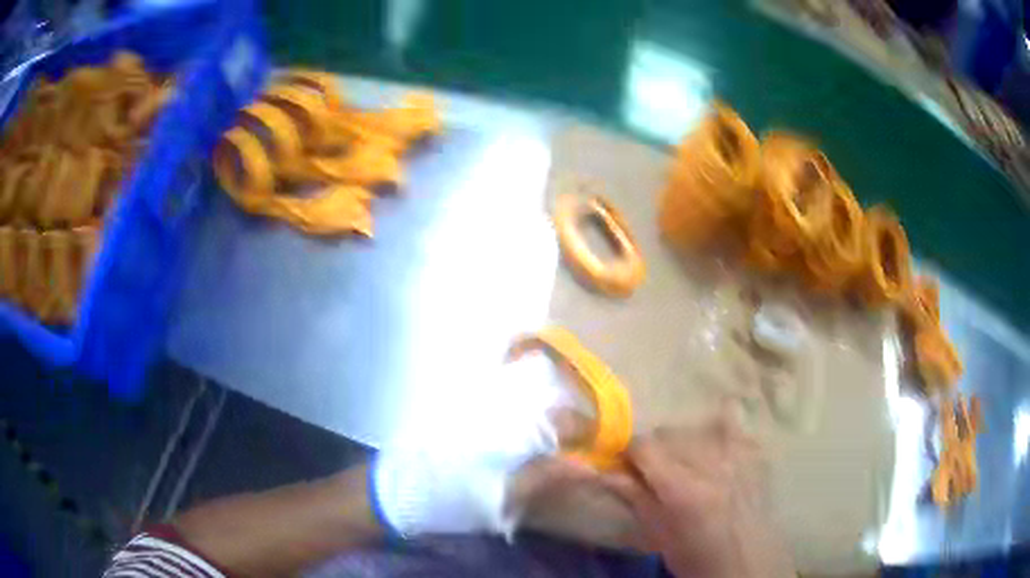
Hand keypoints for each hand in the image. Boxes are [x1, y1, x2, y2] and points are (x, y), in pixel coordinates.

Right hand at [601, 413, 794, 577]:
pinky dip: (720, 428)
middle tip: (655, 471)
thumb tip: (603, 471)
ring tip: (687, 464)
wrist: (744, 563)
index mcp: (682, 489)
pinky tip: (716, 447)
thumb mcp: (657, 533)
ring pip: (698, 425)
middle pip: (670, 433)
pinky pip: (733, 424)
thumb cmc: (694, 555)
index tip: (626, 464)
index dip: (629, 451)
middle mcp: (711, 464)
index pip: (645, 446)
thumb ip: (634, 496)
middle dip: (655, 449)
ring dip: (685, 441)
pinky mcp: (755, 454)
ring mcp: (738, 456)